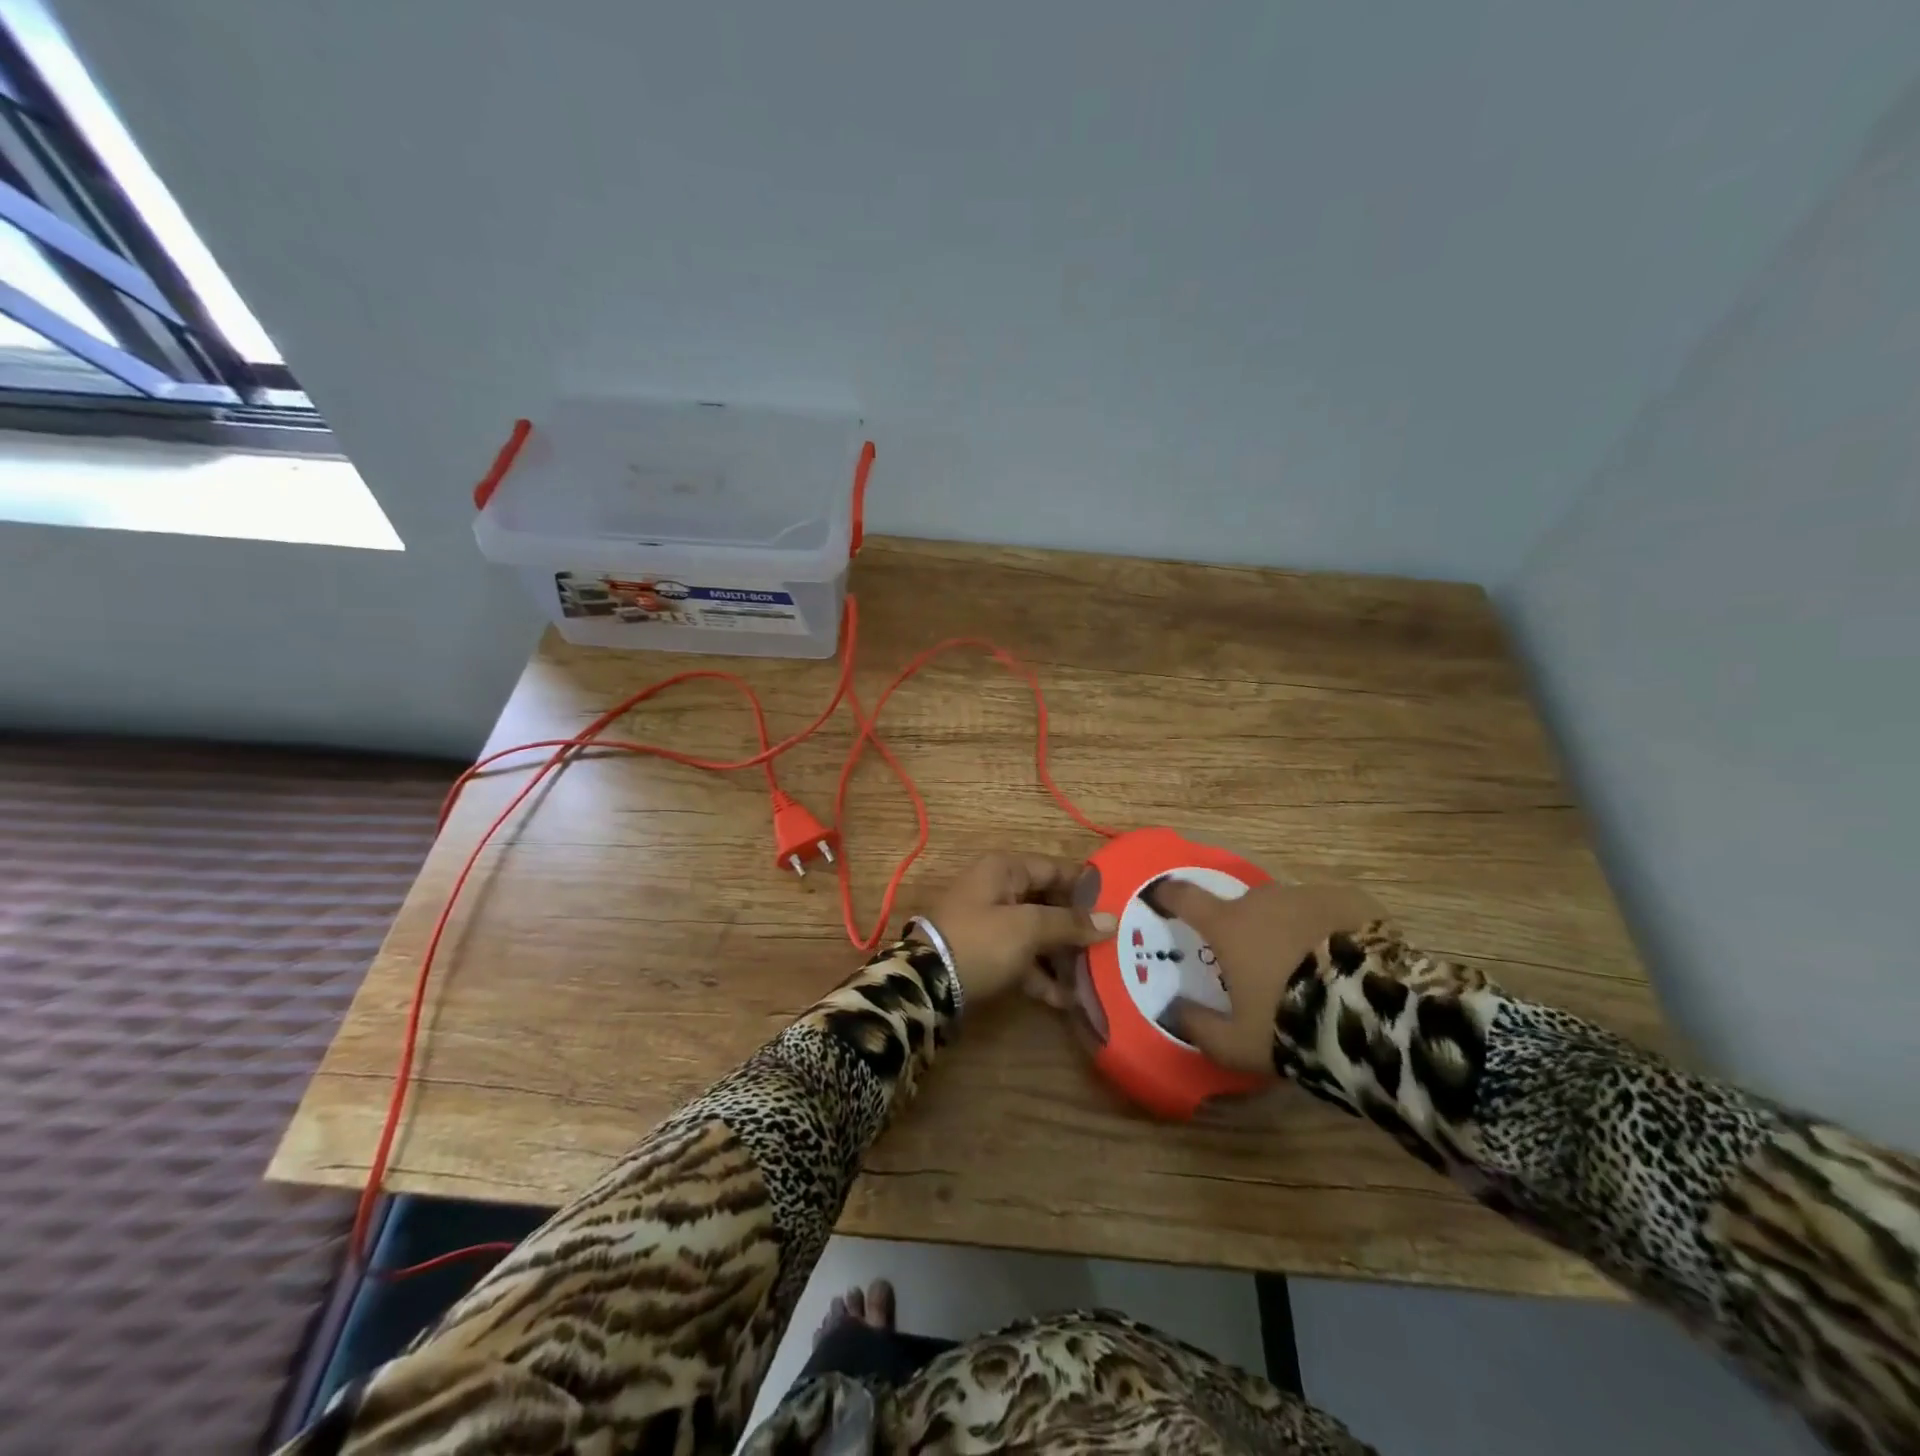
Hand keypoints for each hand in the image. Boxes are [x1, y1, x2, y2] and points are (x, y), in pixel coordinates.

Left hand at [917, 853, 1116, 1004]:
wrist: (925, 984)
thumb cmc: (980, 942)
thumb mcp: (1027, 928)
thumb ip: (1069, 923)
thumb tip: (1110, 920)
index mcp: (1004, 869)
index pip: (1054, 869)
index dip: (1086, 886)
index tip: (1119, 904)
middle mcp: (997, 889)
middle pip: (1047, 902)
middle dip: (1077, 926)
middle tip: (1113, 945)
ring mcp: (989, 923)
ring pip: (1036, 933)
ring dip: (1063, 955)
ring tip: (1096, 977)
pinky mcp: (985, 954)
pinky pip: (1021, 958)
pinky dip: (1041, 975)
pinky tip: (1067, 1000)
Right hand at [1146, 877, 1387, 1075]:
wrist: (1374, 1013)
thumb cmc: (1292, 1024)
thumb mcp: (1237, 1044)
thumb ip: (1198, 1027)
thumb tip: (1173, 1010)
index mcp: (1229, 926)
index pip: (1186, 899)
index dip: (1170, 895)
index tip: (1161, 894)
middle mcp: (1263, 900)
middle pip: (1243, 907)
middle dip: (1245, 928)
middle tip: (1259, 963)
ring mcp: (1309, 895)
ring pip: (1288, 907)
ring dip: (1288, 928)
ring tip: (1310, 966)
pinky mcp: (1351, 899)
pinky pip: (1329, 910)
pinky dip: (1329, 928)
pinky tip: (1345, 958)